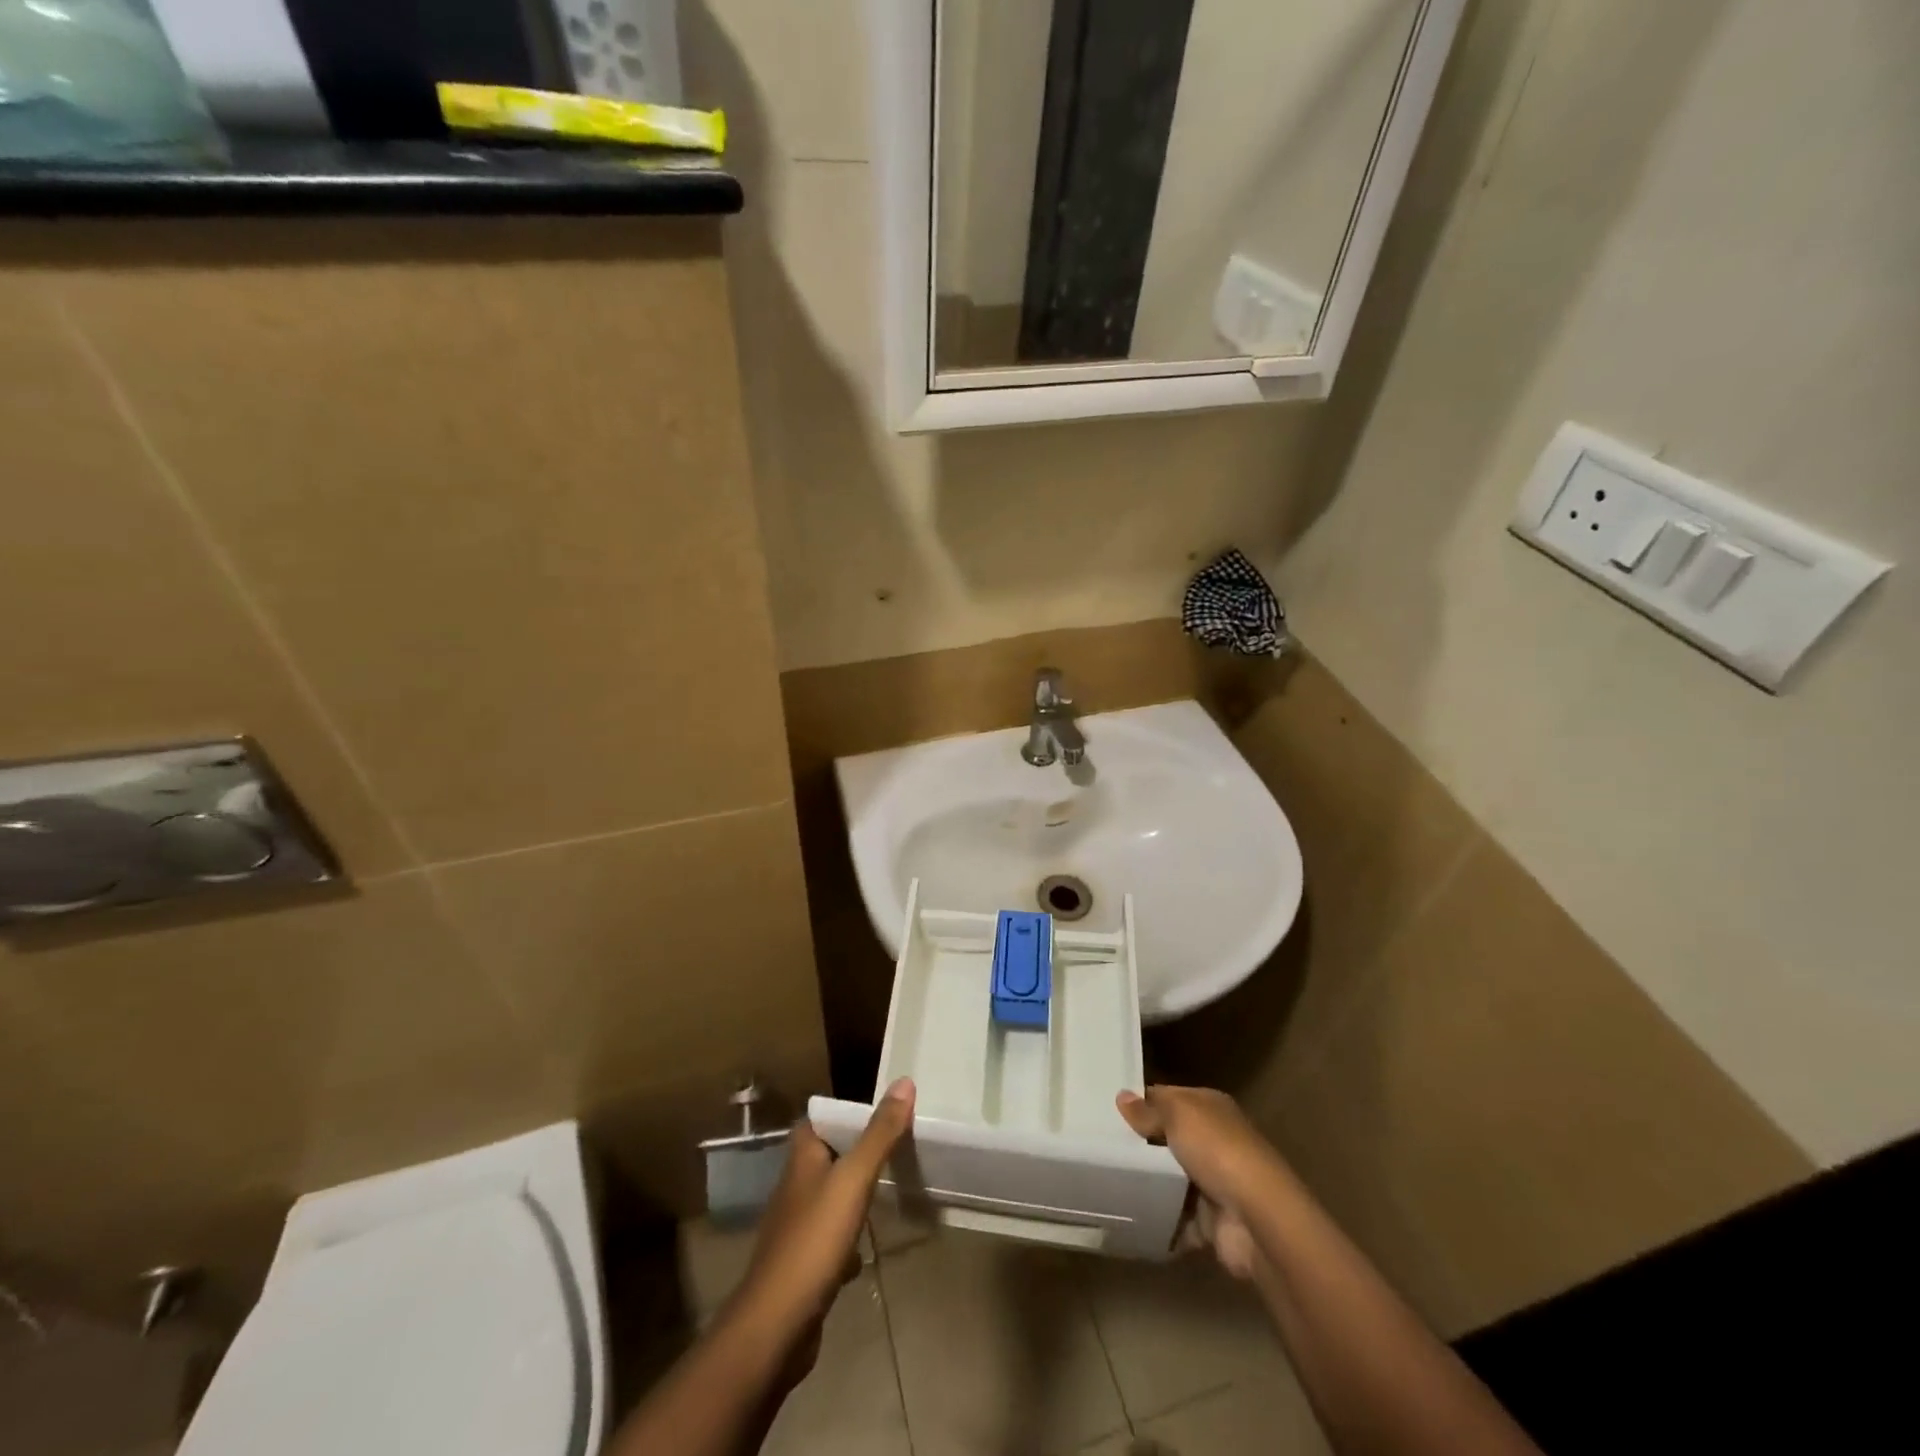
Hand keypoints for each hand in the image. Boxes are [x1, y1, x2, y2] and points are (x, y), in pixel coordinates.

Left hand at [728, 1078, 915, 1369]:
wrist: (776, 1326)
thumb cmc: (813, 1241)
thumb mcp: (853, 1180)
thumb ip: (880, 1134)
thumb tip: (904, 1081)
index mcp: (802, 1158)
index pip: (823, 1119)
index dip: (849, 1111)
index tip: (884, 1109)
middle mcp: (795, 1185)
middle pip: (829, 1156)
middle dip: (858, 1151)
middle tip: (897, 1145)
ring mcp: (796, 1226)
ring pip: (831, 1197)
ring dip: (855, 1194)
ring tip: (889, 1189)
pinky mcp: (803, 1263)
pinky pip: (831, 1238)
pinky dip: (849, 1239)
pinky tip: (867, 1248)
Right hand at [1116, 1085, 1285, 1281]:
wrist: (1258, 1219)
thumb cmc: (1218, 1151)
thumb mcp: (1179, 1115)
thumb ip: (1149, 1109)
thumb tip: (1122, 1097)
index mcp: (1210, 1108)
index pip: (1168, 1098)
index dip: (1140, 1102)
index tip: (1107, 1111)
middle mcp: (1214, 1142)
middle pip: (1167, 1139)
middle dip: (1140, 1145)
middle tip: (1100, 1148)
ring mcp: (1213, 1183)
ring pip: (1170, 1179)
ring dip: (1147, 1184)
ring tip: (1106, 1182)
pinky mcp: (1210, 1222)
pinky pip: (1176, 1218)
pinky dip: (1158, 1220)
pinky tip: (1128, 1215)